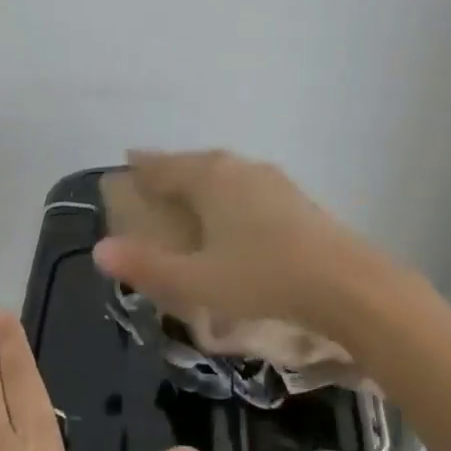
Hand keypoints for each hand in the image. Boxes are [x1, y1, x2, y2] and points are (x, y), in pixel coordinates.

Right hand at [92, 148, 410, 343]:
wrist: (350, 288)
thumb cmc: (263, 278)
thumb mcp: (196, 280)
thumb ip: (146, 266)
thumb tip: (100, 251)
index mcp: (210, 179)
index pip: (164, 165)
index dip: (141, 166)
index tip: (126, 163)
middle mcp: (239, 169)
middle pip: (195, 163)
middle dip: (171, 169)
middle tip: (152, 179)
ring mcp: (273, 182)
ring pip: (225, 172)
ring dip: (202, 180)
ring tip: (189, 194)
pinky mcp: (297, 200)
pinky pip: (247, 186)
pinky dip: (228, 193)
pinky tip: (234, 213)